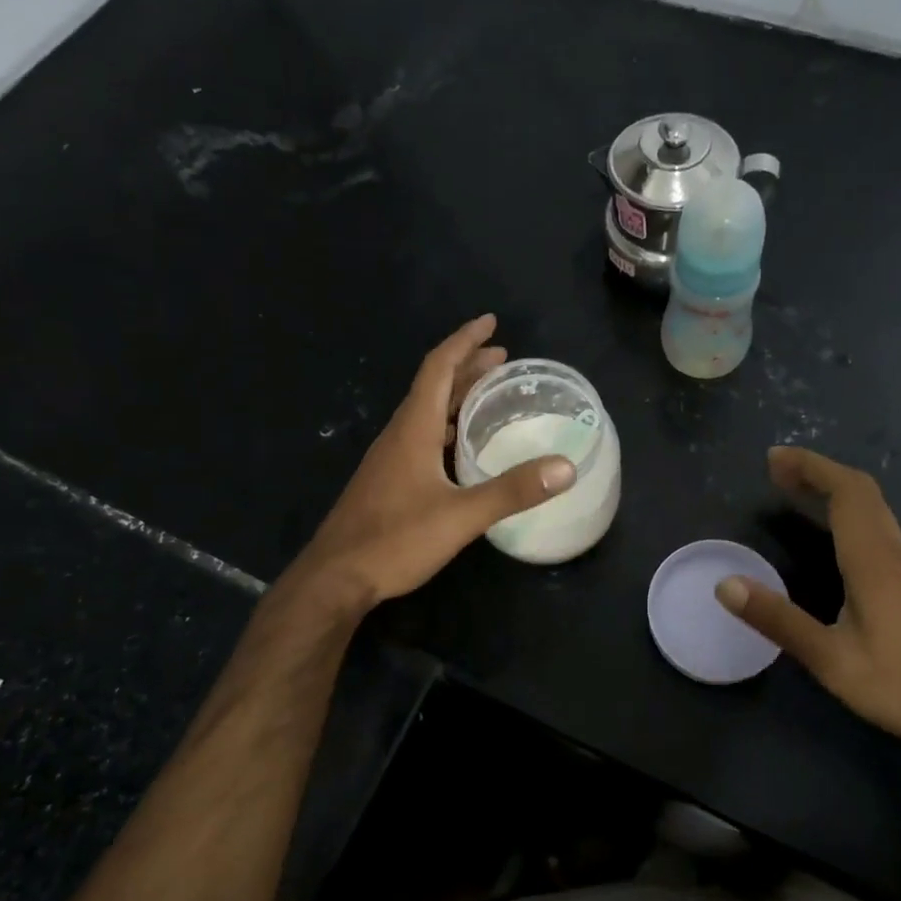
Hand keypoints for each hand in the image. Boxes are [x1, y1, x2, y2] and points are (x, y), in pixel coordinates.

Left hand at [294, 315, 574, 607]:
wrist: (335, 578)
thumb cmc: (395, 540)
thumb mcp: (461, 516)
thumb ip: (512, 491)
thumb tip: (565, 467)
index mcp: (414, 428)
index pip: (439, 367)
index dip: (465, 341)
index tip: (490, 322)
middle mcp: (400, 433)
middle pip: (434, 385)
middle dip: (467, 365)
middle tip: (502, 358)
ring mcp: (390, 457)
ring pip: (427, 410)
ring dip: (457, 394)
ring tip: (488, 393)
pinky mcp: (388, 479)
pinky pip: (422, 434)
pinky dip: (447, 423)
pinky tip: (462, 444)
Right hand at [714, 446, 900, 750]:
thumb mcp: (830, 658)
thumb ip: (778, 620)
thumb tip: (726, 585)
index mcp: (873, 559)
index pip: (845, 492)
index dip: (810, 467)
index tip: (774, 459)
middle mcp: (893, 552)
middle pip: (861, 491)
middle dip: (818, 472)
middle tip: (778, 472)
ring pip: (873, 508)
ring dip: (834, 489)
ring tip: (798, 492)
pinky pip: (878, 527)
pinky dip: (848, 512)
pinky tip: (832, 535)